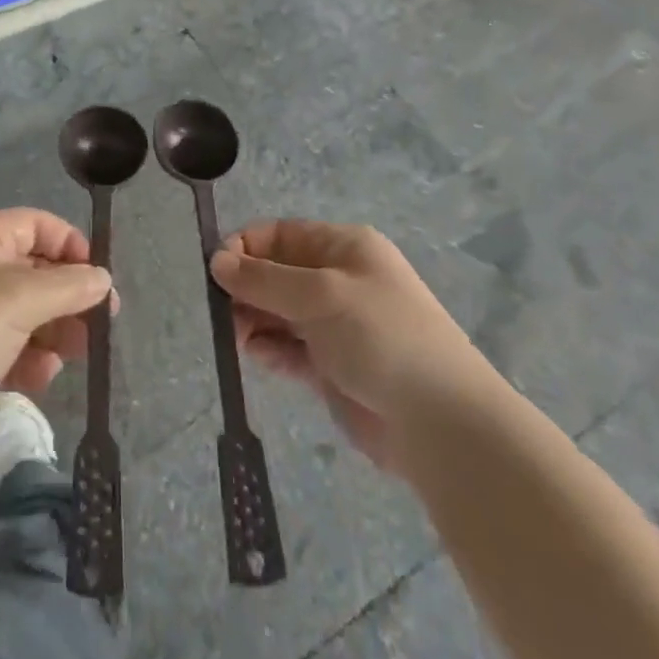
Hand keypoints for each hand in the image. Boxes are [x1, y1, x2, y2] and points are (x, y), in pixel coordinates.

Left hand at [0, 209, 112, 469]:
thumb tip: (104, 279)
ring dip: (57, 332)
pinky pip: (18, 347)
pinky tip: (41, 376)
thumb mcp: (19, 299)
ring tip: (74, 353)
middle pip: (39, 270)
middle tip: (104, 321)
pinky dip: (34, 359)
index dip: (70, 244)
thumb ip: (68, 286)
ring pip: (33, 312)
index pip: (37, 225)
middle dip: (70, 296)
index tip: (98, 275)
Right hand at [210, 221, 493, 477]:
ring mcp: (336, 325)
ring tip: (238, 338)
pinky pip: (289, 348)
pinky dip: (270, 350)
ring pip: (279, 312)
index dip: (245, 248)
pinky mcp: (332, 367)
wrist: (442, 424)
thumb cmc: (381, 337)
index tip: (216, 272)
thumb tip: (216, 261)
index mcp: (343, 247)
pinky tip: (259, 357)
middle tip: (223, 313)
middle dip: (246, 288)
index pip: (280, 234)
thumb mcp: (321, 295)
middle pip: (276, 273)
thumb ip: (264, 279)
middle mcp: (338, 280)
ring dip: (254, 320)